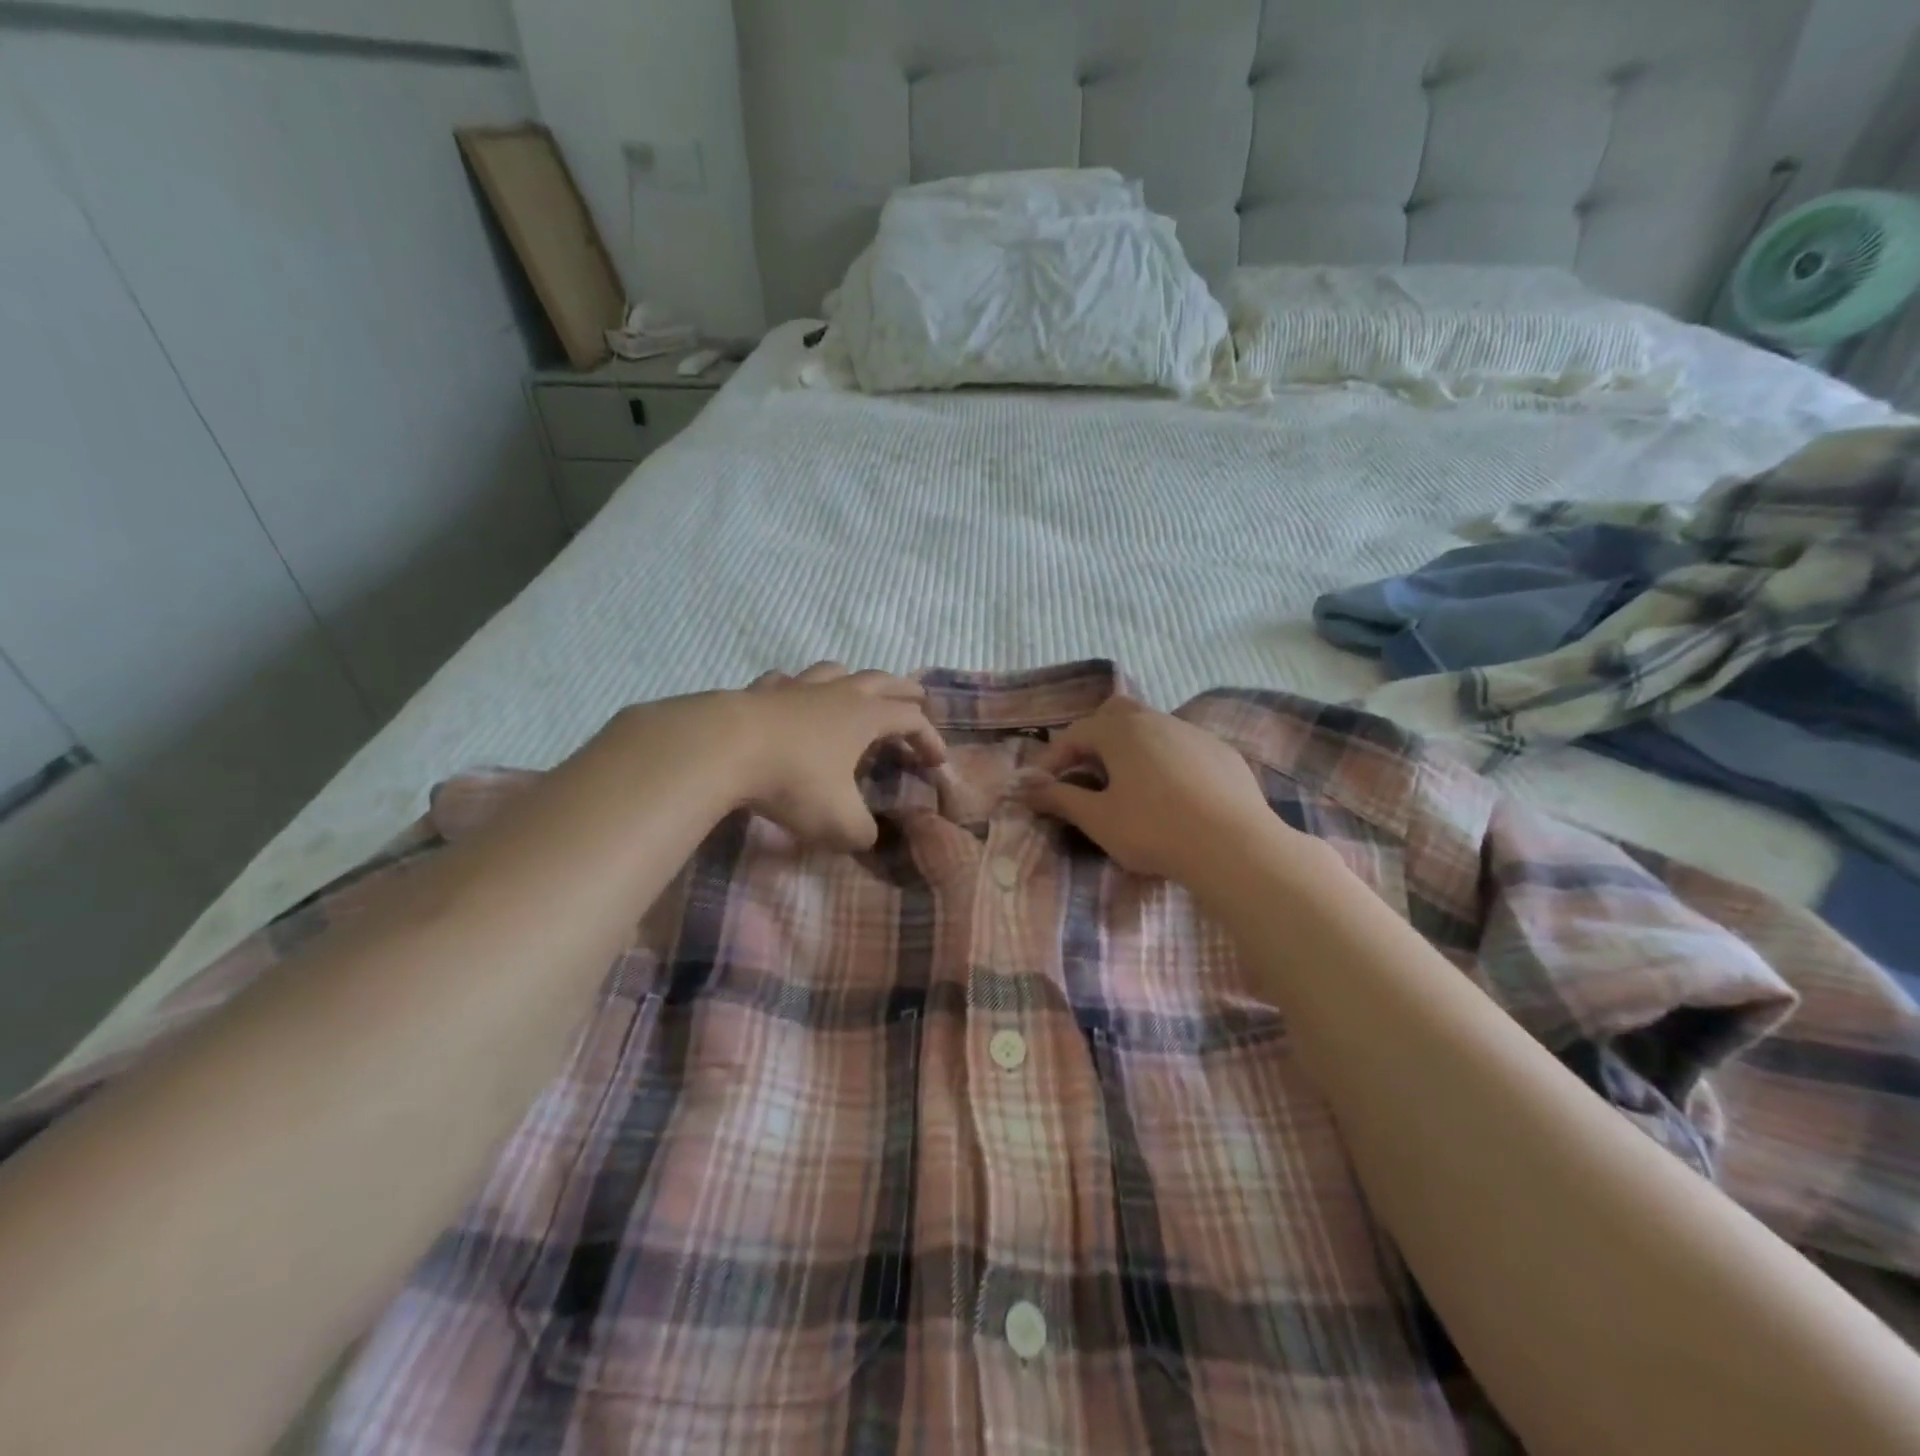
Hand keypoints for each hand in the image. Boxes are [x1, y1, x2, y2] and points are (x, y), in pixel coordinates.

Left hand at [731, 662, 946, 850]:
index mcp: (865, 717)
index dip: (929, 738)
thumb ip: (862, 832)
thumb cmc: (792, 781)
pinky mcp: (759, 691)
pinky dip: (797, 688)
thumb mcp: (838, 821)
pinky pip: (786, 681)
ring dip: (854, 679)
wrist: (722, 748)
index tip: (937, 762)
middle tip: (918, 697)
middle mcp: (837, 694)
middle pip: (881, 680)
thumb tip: (867, 836)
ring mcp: (797, 687)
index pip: (911, 720)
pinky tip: (791, 697)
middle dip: (904, 690)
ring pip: (835, 671)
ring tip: (857, 690)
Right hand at [1022, 697, 1279, 881]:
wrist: (1234, 846)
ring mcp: (1195, 733)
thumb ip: (1059, 799)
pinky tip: (1173, 797)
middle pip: (1115, 714)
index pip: (1074, 734)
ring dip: (1132, 751)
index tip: (1041, 788)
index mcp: (1121, 730)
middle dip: (1094, 739)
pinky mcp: (1223, 754)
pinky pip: (1184, 748)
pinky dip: (1166, 763)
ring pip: (1153, 730)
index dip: (1052, 760)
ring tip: (1129, 789)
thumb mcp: (1098, 819)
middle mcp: (1157, 719)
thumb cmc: (1153, 829)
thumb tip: (1026, 788)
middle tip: (1086, 775)